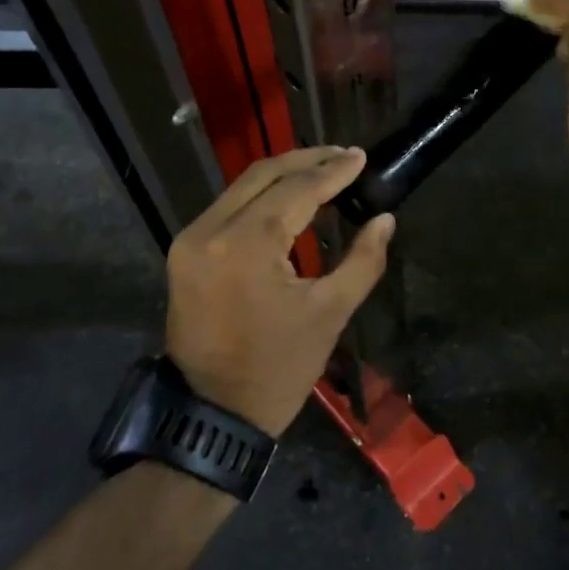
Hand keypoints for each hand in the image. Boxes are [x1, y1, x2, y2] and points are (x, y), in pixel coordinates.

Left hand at [165, 147, 395, 436]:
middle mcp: (209, 230)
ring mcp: (190, 240)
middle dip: (306, 160)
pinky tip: (289, 198)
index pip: (296, 190)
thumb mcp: (330, 314)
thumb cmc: (278, 369)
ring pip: (241, 188)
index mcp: (246, 244)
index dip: (332, 171)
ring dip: (282, 175)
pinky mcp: (184, 253)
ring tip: (323, 170)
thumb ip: (362, 260)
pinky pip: (227, 209)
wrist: (212, 414)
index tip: (361, 157)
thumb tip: (384, 219)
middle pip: (262, 175)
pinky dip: (260, 197)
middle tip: (344, 155)